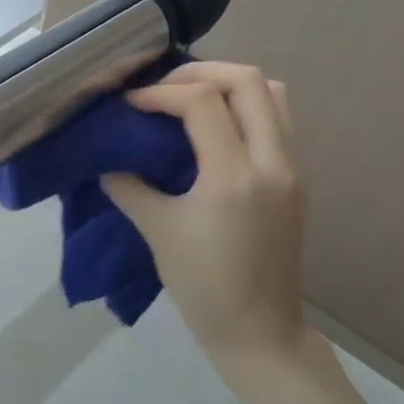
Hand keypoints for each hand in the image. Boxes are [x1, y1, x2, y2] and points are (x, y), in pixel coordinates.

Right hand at [102, 62, 309, 368]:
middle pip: (249, 81)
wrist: (258, 331)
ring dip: (229, 86)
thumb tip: (107, 161)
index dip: (159, 93)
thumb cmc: (202, 285)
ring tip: (189, 101)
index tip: (129, 106)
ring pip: (273, 95)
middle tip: (163, 90)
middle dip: (200, 73)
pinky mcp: (296, 181)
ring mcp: (291, 170)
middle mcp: (272, 162)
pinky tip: (212, 130)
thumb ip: (129, 187)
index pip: (202, 102)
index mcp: (234, 176)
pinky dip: (245, 108)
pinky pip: (277, 121)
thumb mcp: (157, 231)